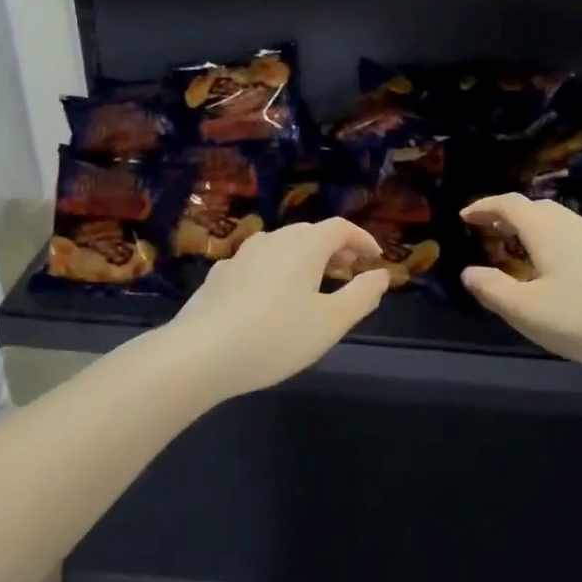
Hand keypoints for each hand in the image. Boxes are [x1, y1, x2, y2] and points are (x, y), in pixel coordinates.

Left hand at [156, 218, 390, 399]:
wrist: (200, 353)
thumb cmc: (276, 336)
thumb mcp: (330, 322)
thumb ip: (361, 295)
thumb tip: (381, 275)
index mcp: (304, 245)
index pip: (340, 228)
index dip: (362, 239)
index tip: (375, 258)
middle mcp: (273, 240)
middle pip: (310, 233)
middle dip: (334, 249)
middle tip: (349, 271)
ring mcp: (242, 255)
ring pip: (282, 247)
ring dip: (305, 260)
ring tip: (315, 286)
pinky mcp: (220, 275)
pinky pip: (259, 264)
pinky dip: (278, 272)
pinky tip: (272, 299)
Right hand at [460, 193, 581, 379]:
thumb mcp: (527, 311)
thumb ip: (492, 289)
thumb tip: (469, 272)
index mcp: (546, 230)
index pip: (509, 204)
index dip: (484, 207)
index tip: (464, 216)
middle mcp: (573, 224)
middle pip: (535, 207)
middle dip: (508, 215)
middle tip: (488, 230)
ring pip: (558, 220)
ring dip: (533, 226)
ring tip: (518, 246)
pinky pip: (575, 234)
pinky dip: (554, 238)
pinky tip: (557, 265)